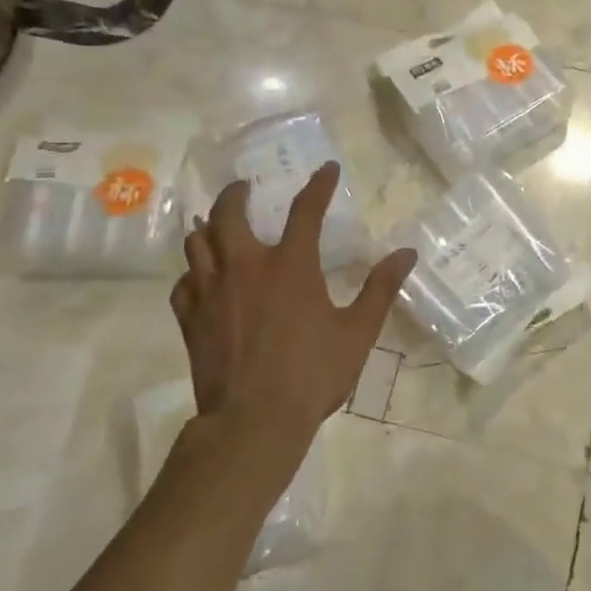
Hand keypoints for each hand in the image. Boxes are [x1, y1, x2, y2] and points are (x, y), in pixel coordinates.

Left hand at [170, 163, 414, 462]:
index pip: (305, 210)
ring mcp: (211, 291)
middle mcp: (245, 267)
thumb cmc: (312, 374)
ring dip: (208, 227)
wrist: (253, 421)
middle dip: (236, 194)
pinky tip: (200, 278)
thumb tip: (406, 253)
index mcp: (290, 265)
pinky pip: (183, 283)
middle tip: (244, 188)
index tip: (326, 168)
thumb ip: (380, 288)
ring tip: (216, 225)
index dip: (318, 185)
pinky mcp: (190, 319)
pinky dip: (192, 273)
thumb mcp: (357, 332)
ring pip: (197, 242)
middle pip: (228, 214)